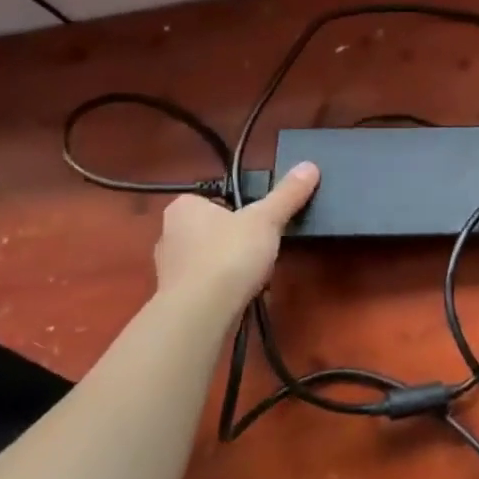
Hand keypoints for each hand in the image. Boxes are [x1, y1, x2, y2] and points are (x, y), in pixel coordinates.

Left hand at [153, 163, 319, 316]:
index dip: (239, 208)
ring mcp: (168, 269)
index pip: (214, 198)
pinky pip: (205, 284)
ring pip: (208, 258)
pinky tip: (241, 293)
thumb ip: (287, 194)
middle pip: (212, 229)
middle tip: (262, 246)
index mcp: (183, 207)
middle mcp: (168, 234)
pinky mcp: (174, 298)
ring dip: (229, 264)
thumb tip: (310, 166)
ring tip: (255, 273)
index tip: (259, 220)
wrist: (201, 313)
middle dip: (235, 238)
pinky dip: (222, 286)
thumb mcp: (266, 219)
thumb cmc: (229, 255)